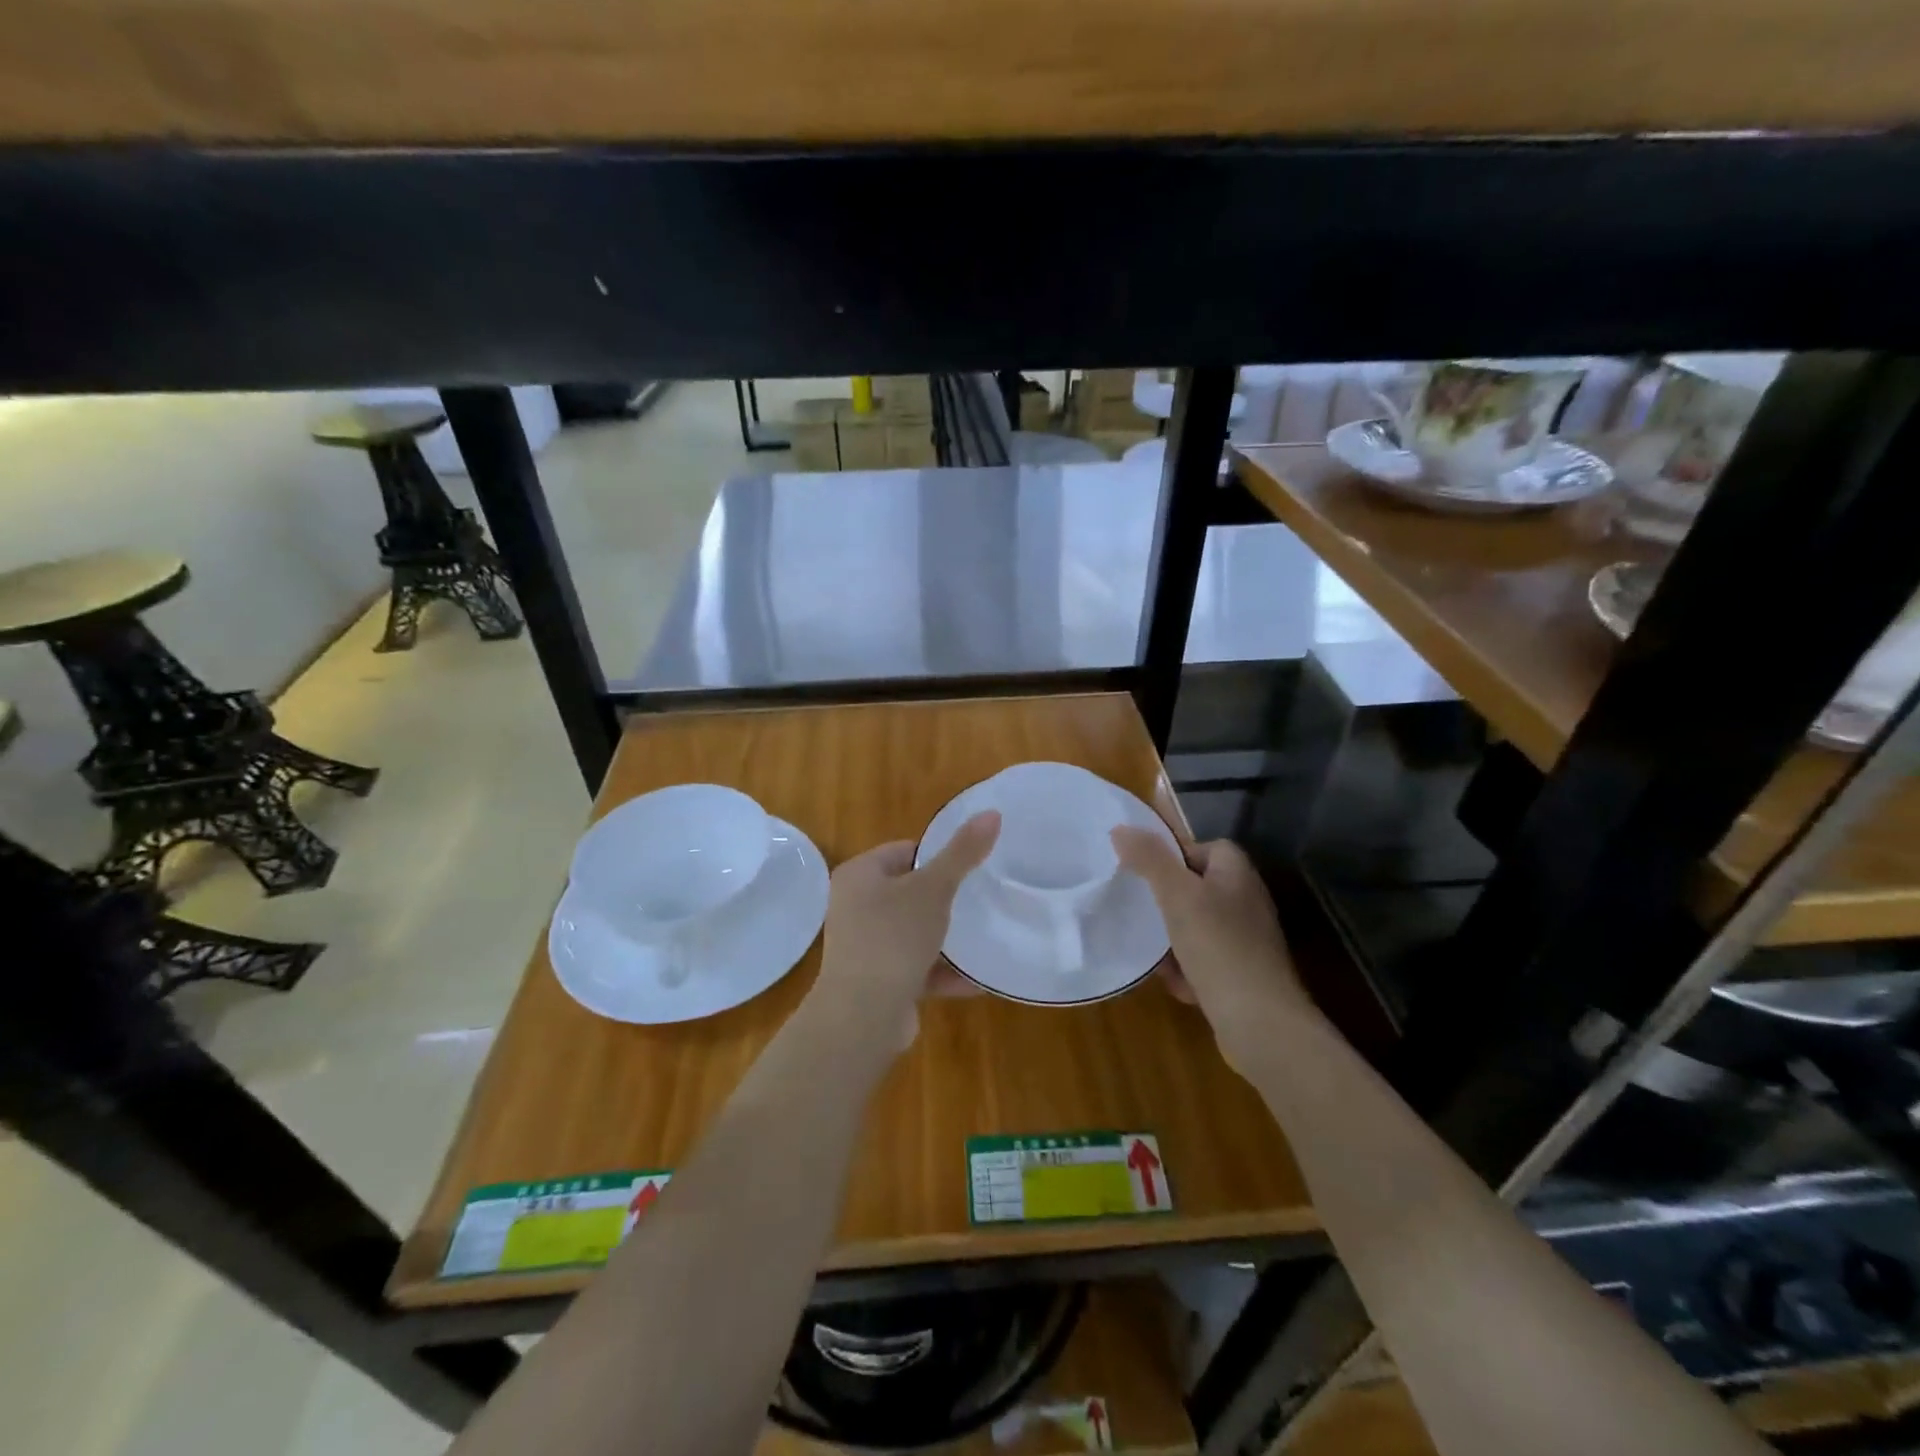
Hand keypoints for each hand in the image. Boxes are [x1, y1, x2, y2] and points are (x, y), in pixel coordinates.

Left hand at [808, 811, 1000, 1053]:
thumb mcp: (933, 889)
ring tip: (985, 935)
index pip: (904, 851)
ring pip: (914, 932)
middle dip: (945, 898)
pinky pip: (916, 968)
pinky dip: (942, 972)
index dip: (938, 855)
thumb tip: (992, 813)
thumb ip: (962, 853)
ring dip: (946, 938)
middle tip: (982, 898)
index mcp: (859, 875)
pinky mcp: (878, 982)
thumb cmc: (893, 938)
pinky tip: (977, 980)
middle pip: (910, 892)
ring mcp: (865, 947)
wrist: (863, 1017)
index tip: (972, 865)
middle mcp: (855, 907)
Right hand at [1111, 828, 1317, 1067]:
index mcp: (1238, 876)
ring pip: (1199, 927)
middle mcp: (1247, 903)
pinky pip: (1206, 962)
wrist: (1260, 1022)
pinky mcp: (1243, 976)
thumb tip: (1121, 829)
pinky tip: (1174, 982)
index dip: (1178, 854)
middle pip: (1200, 888)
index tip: (1149, 871)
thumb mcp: (1176, 895)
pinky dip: (1188, 970)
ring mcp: (1248, 942)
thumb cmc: (1218, 946)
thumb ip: (1149, 859)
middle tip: (1142, 908)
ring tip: (1150, 948)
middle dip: (1169, 900)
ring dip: (1173, 939)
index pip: (1209, 847)